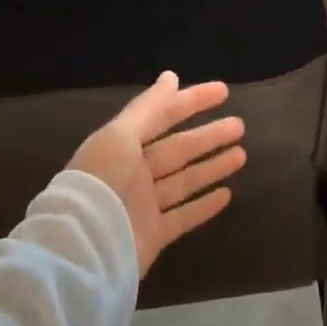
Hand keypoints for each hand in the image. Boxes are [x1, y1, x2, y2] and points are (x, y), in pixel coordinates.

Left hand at [68, 72, 244, 276]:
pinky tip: (227, 195)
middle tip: (240, 125)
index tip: (223, 91)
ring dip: (213, 166)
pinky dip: (204, 206)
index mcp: (121, 146)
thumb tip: (172, 77)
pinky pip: (184, 216)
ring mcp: (144, 205)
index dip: (191, 101)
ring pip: (185, 180)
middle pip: (178, 149)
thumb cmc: (103, 183)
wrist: (85, 248)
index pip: (162, 117)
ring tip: (242, 155)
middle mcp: (133, 174)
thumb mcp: (120, 136)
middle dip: (208, 136)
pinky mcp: (153, 235)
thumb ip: (148, 108)